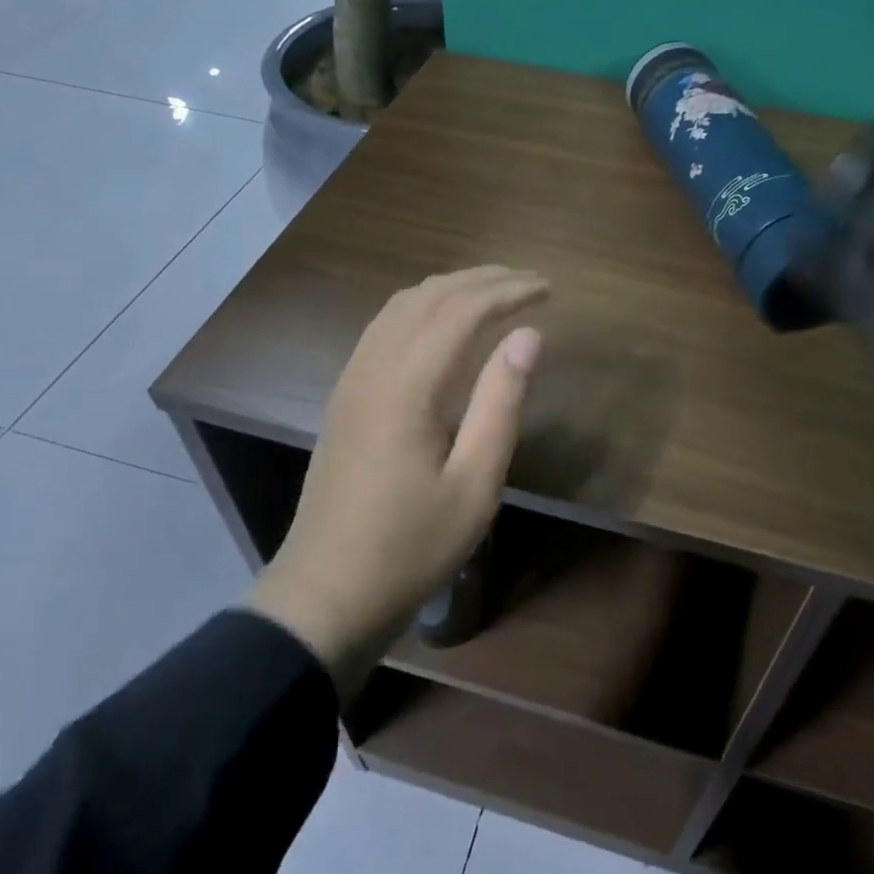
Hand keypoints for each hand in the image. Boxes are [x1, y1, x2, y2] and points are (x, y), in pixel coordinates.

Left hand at [245, 266, 548, 697]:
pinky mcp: (344, 396)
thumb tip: (530, 335)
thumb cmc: (411, 546)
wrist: (326, 593)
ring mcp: (351, 379)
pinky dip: (421, 307)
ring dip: (449, 288)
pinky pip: (383, 327)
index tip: (548, 288)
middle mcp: (374, 366)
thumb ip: (501, 402)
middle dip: (482, 280)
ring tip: (492, 291)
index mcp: (408, 385)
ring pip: (400, 306)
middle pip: (429, 296)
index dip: (508, 292)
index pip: (463, 310)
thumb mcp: (475, 484)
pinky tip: (440, 323)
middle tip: (528, 281)